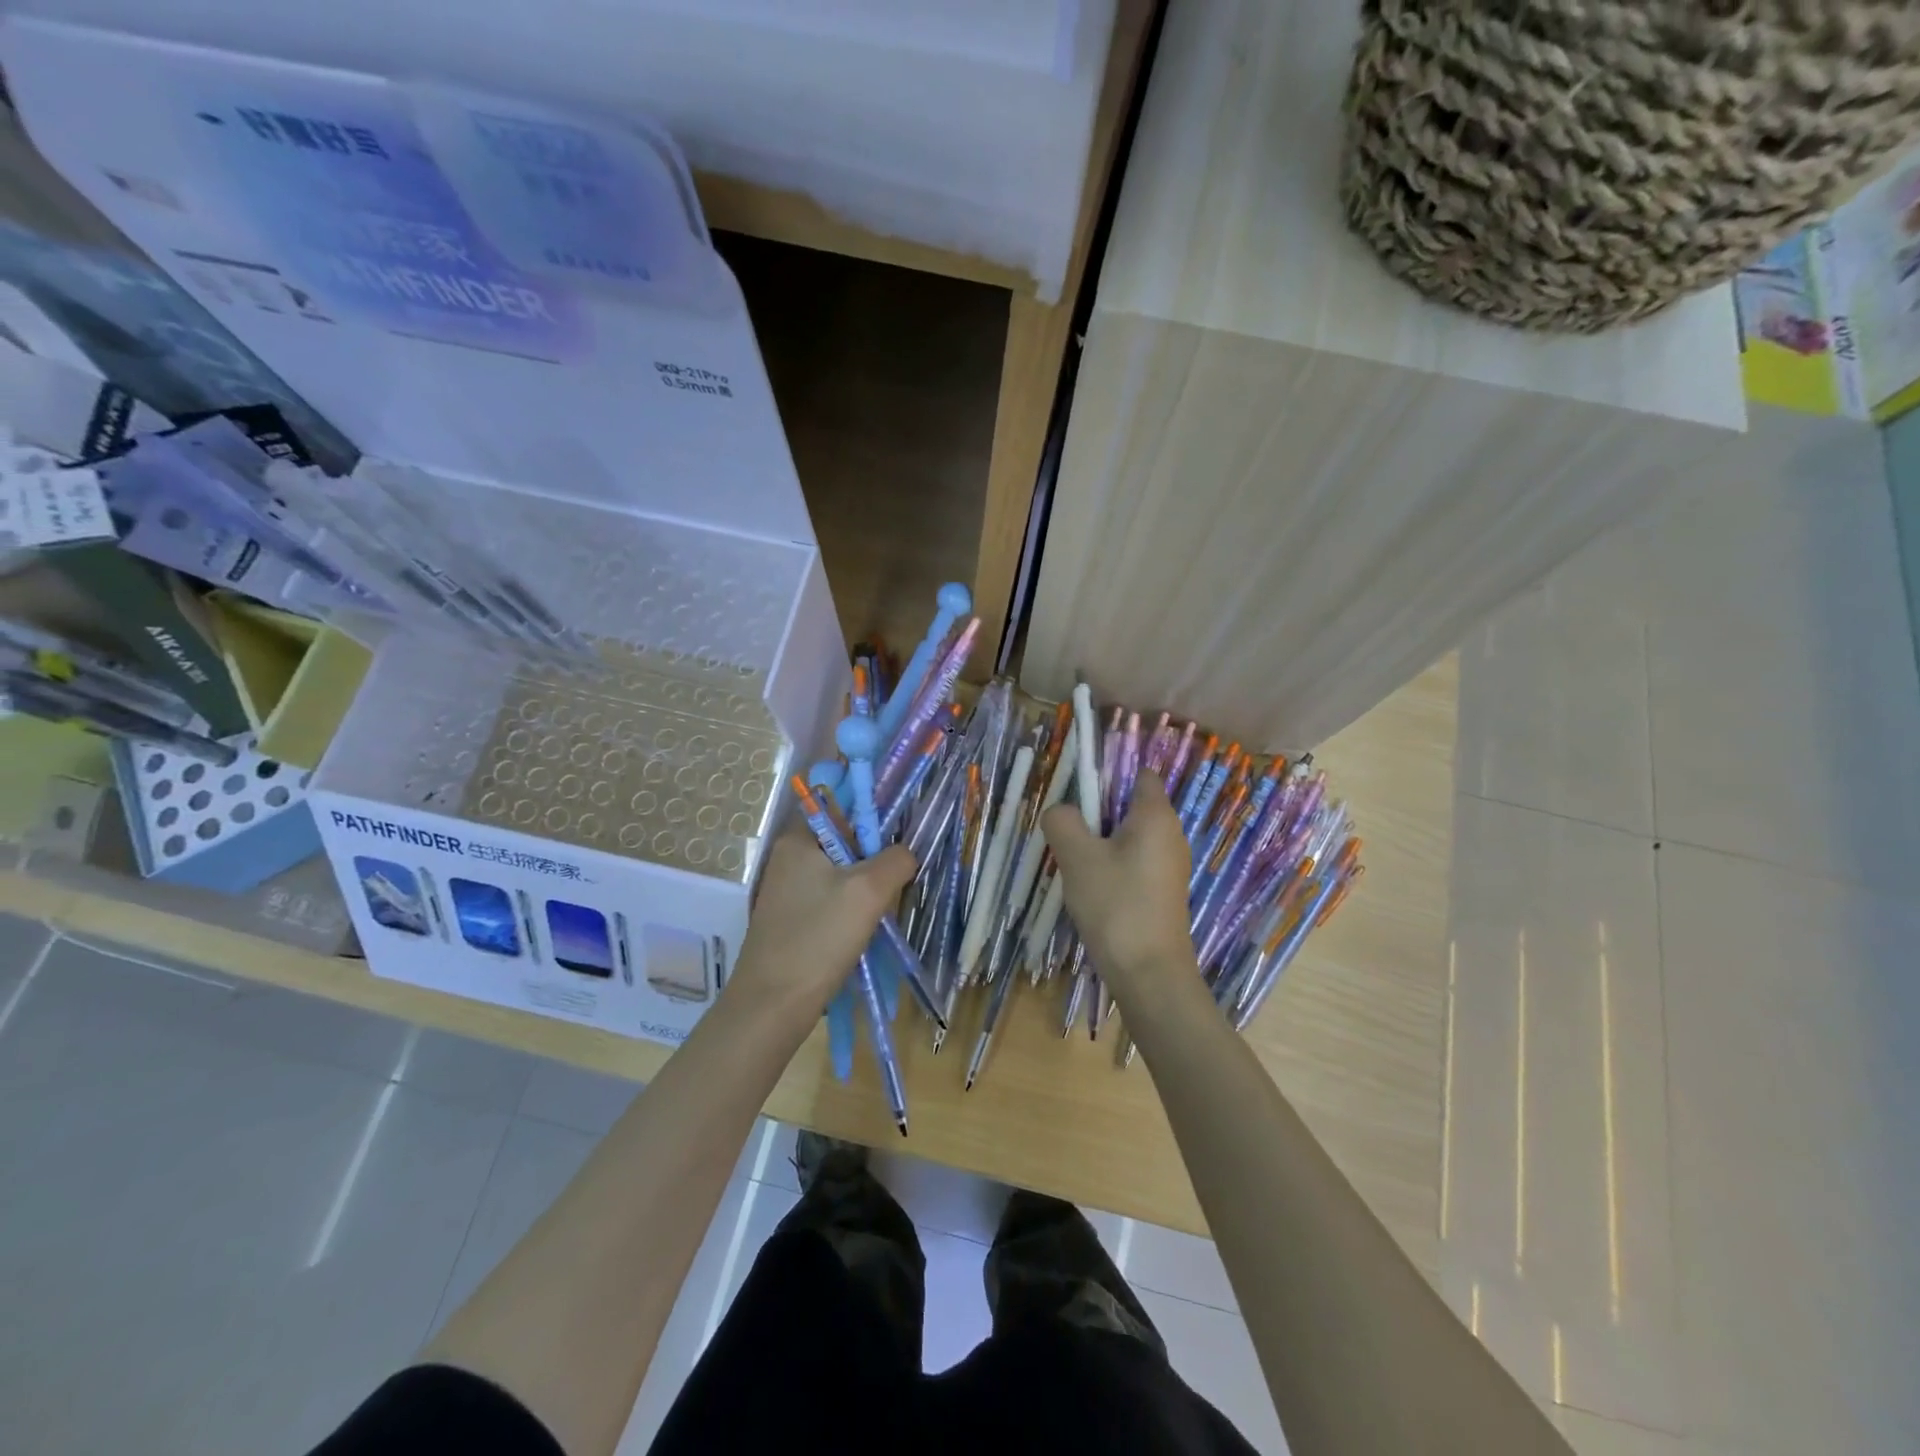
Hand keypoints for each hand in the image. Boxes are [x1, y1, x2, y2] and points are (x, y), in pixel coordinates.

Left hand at [726, 827, 915, 1020]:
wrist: (773, 1005)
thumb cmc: (819, 937)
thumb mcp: (869, 890)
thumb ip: (896, 860)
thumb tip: (906, 853)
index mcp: (797, 839)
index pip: (840, 806)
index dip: (872, 818)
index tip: (895, 844)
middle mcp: (787, 858)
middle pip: (844, 842)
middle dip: (873, 860)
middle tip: (892, 885)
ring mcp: (787, 891)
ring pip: (841, 874)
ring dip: (865, 889)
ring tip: (879, 913)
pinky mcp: (791, 919)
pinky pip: (831, 900)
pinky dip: (850, 910)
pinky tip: (861, 932)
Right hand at [1042, 771, 1199, 1000]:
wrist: (1149, 974)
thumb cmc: (1116, 905)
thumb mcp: (1077, 857)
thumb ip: (1062, 822)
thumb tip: (1059, 811)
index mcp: (1156, 816)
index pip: (1140, 775)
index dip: (1109, 775)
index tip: (1078, 793)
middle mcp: (1171, 835)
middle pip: (1131, 806)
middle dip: (1098, 812)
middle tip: (1068, 830)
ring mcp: (1170, 866)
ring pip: (1130, 837)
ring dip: (1102, 842)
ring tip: (1075, 862)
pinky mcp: (1164, 892)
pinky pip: (1135, 862)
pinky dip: (1114, 865)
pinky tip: (1093, 888)